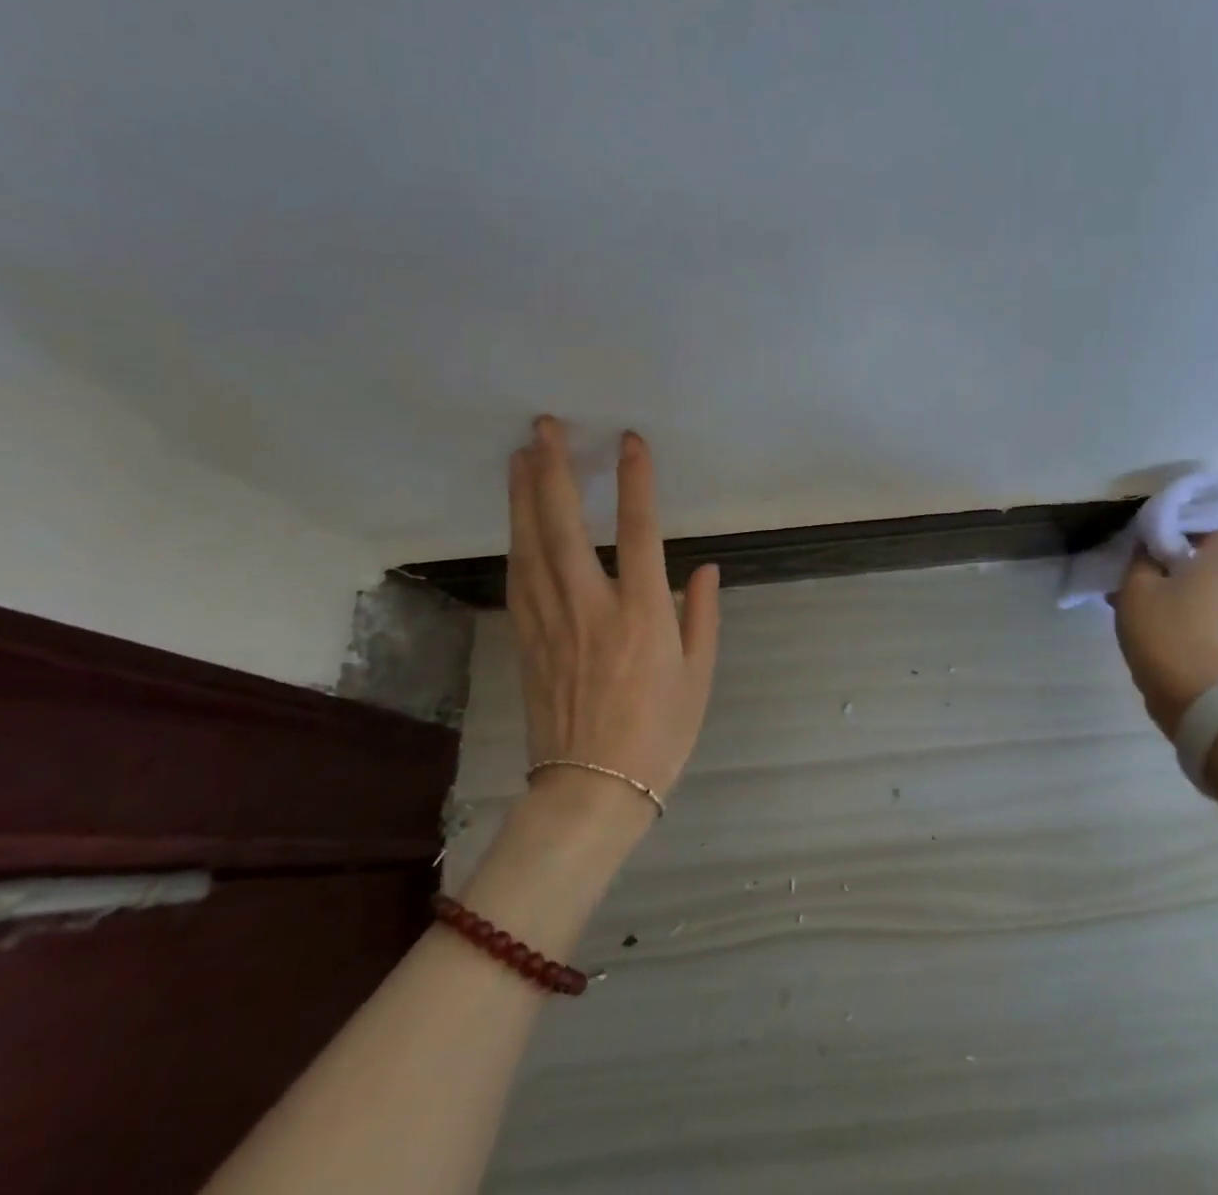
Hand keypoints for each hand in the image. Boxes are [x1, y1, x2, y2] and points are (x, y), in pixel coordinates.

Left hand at [506, 417, 720, 819]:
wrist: (591, 790)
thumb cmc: (659, 734)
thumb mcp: (698, 676)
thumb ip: (701, 615)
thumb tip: (702, 567)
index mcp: (642, 614)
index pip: (638, 530)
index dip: (635, 481)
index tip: (628, 440)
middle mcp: (591, 607)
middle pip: (564, 525)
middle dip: (553, 470)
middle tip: (544, 426)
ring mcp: (550, 622)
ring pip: (531, 545)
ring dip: (525, 495)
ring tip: (522, 455)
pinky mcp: (526, 639)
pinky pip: (519, 577)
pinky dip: (516, 539)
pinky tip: (515, 518)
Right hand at [1110, 529, 1217, 741]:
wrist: (1189, 695)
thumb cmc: (1163, 631)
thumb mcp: (1137, 586)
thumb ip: (1141, 558)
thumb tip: (1148, 545)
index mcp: (1216, 565)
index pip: (1217, 529)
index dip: (1191, 524)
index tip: (1160, 529)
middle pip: (1203, 557)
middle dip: (1170, 554)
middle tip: (1138, 557)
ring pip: (1193, 584)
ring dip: (1165, 582)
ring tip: (1130, 588)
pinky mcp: (1214, 638)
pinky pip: (1191, 608)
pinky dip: (1168, 605)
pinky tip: (1138, 614)